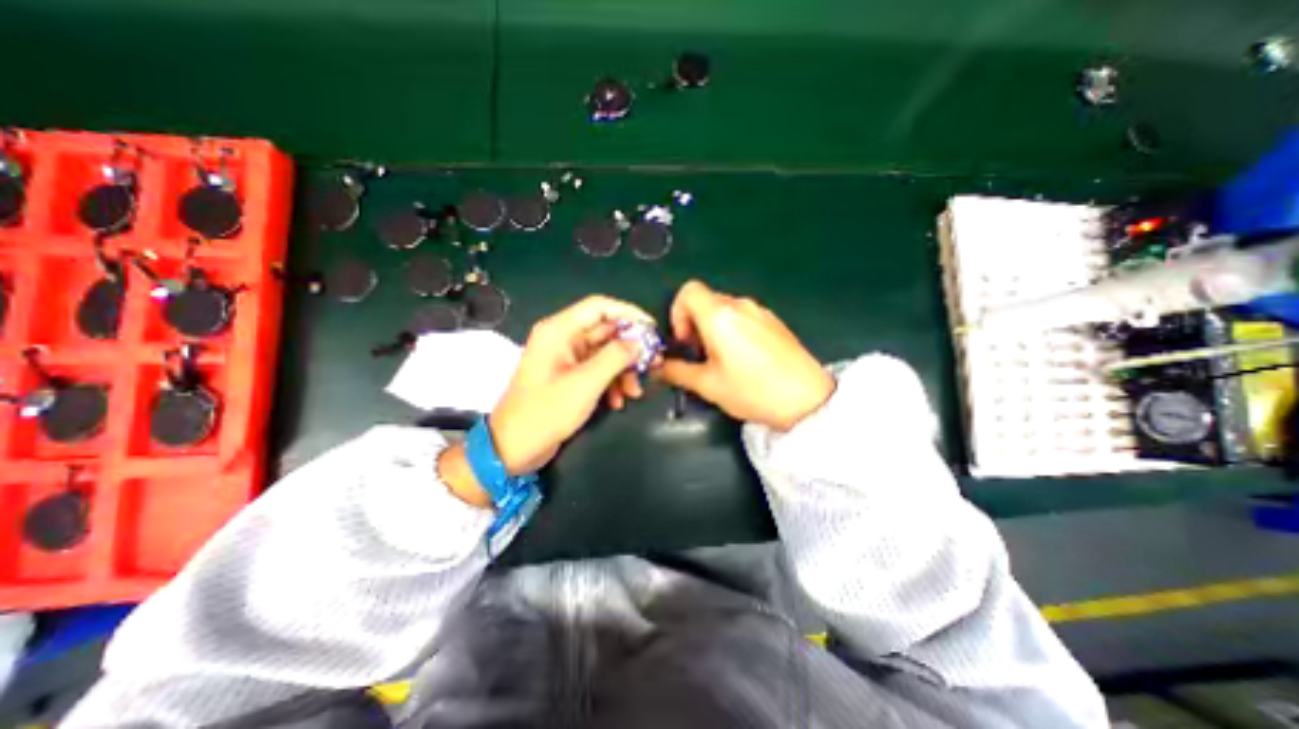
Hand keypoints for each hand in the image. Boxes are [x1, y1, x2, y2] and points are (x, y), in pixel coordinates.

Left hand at [489, 293, 655, 471]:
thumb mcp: (586, 383)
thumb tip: (640, 343)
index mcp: (559, 330)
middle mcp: (563, 339)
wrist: (514, 447)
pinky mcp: (570, 376)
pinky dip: (611, 382)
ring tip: (635, 392)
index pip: (600, 306)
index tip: (652, 329)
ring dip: (623, 370)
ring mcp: (566, 358)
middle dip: (631, 349)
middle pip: (605, 331)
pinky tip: (618, 401)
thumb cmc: (546, 411)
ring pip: (605, 353)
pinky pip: (597, 370)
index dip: (629, 313)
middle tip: (654, 364)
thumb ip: (615, 358)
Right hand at [660, 278, 831, 433]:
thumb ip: (677, 372)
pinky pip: (744, 316)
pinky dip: (733, 329)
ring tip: (721, 359)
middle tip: (698, 354)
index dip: (677, 312)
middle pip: (705, 300)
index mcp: (719, 316)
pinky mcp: (775, 321)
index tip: (683, 340)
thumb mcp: (708, 385)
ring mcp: (761, 311)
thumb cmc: (753, 390)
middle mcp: (740, 305)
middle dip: (693, 324)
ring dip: (713, 327)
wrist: (807, 399)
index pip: (688, 291)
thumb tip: (660, 368)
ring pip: (725, 309)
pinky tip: (743, 358)